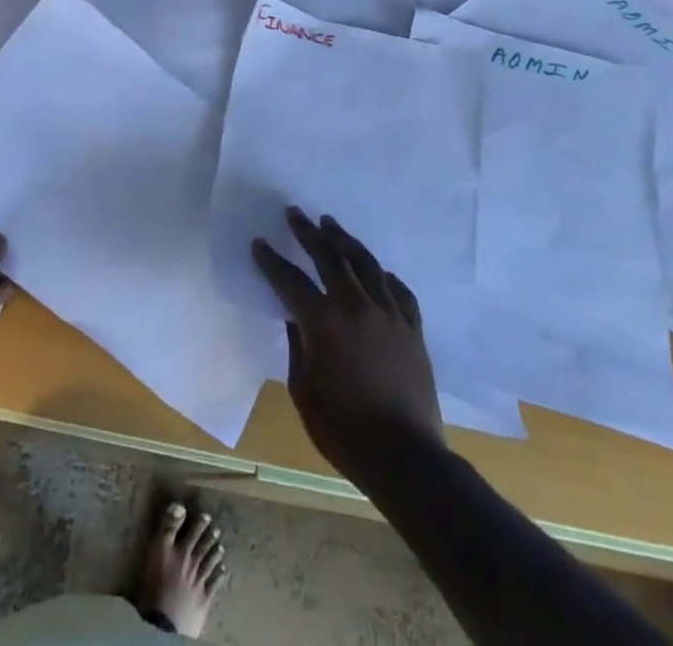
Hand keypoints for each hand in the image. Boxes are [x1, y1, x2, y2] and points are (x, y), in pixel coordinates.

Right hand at [253, 208, 443, 478]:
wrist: (407, 461)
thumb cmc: (344, 431)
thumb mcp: (303, 390)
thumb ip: (297, 346)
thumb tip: (296, 318)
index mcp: (323, 322)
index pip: (290, 279)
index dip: (271, 260)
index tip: (259, 243)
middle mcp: (356, 307)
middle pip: (329, 257)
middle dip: (308, 232)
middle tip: (295, 213)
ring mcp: (389, 315)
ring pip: (366, 264)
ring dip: (345, 240)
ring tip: (331, 224)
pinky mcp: (413, 329)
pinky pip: (399, 291)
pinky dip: (384, 276)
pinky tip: (377, 270)